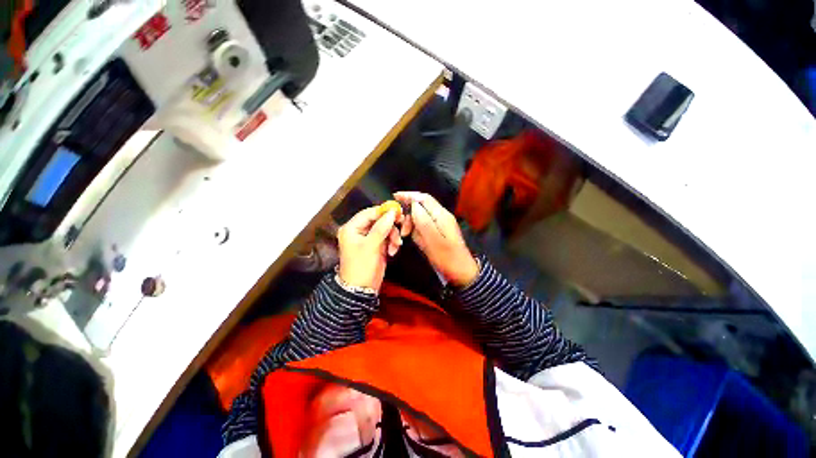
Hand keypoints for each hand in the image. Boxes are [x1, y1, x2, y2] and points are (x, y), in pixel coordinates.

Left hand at [337, 206, 402, 290]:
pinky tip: (393, 251)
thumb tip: (392, 212)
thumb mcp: (371, 246)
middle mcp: (359, 231)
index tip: (398, 212)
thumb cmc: (362, 266)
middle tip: (402, 229)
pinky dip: (392, 243)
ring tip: (396, 246)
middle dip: (390, 226)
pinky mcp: (376, 245)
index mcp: (351, 228)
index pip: (369, 213)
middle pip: (378, 220)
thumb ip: (381, 228)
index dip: (383, 211)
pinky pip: (387, 238)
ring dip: (393, 236)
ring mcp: (368, 238)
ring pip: (385, 229)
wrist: (361, 289)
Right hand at [394, 192, 478, 286]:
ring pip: (420, 217)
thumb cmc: (448, 258)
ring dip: (411, 224)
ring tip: (406, 236)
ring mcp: (440, 225)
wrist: (462, 273)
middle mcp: (441, 217)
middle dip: (409, 215)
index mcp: (441, 215)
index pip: (424, 198)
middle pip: (421, 207)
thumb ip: (423, 221)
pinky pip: (423, 227)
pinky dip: (416, 231)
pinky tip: (415, 239)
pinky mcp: (438, 233)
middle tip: (402, 229)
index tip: (395, 196)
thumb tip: (413, 204)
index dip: (409, 195)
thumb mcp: (434, 241)